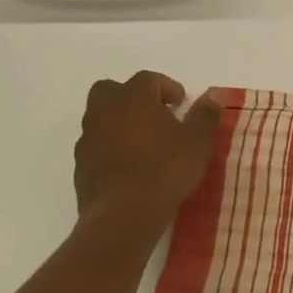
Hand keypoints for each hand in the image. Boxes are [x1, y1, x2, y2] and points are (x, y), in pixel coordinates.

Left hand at [73, 71, 222, 229]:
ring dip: (119, 123)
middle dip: (132, 97)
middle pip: (111, 90)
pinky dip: (110, 148)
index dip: (167, 87)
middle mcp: (105, 111)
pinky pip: (96, 146)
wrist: (124, 213)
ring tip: (145, 144)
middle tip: (155, 115)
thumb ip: (204, 116)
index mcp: (133, 98)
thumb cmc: (166, 168)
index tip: (181, 104)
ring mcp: (88, 138)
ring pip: (100, 118)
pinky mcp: (80, 165)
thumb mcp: (198, 141)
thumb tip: (212, 98)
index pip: (148, 79)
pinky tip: (130, 167)